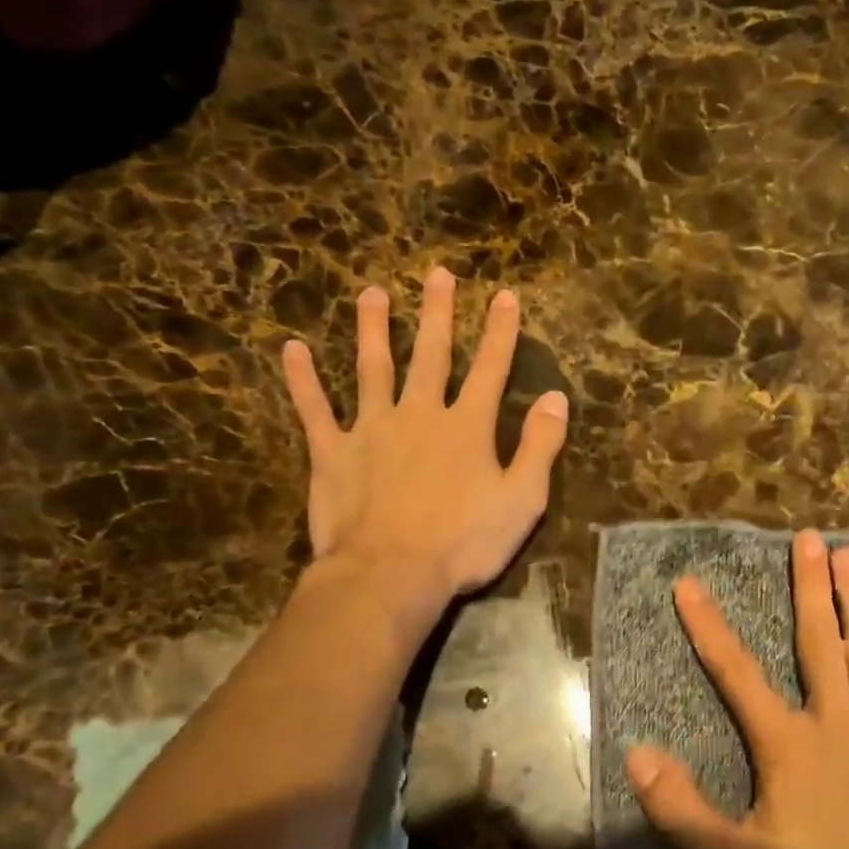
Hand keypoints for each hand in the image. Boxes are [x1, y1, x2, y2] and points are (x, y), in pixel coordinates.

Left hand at [281, 266, 567, 608]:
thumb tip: (556, 398)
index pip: (490, 368)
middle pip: (431, 355)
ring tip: (371, 294)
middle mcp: (419, 414)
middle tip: (436, 274)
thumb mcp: (522, 499)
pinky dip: (302, 380)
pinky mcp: (332, 453)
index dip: (500, 332)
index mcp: (466, 427)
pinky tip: (292, 350)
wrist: (390, 574)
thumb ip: (540, 446)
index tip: (503, 295)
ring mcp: (371, 429)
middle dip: (437, 313)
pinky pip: (314, 409)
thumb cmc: (463, 542)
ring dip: (373, 329)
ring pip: (372, 368)